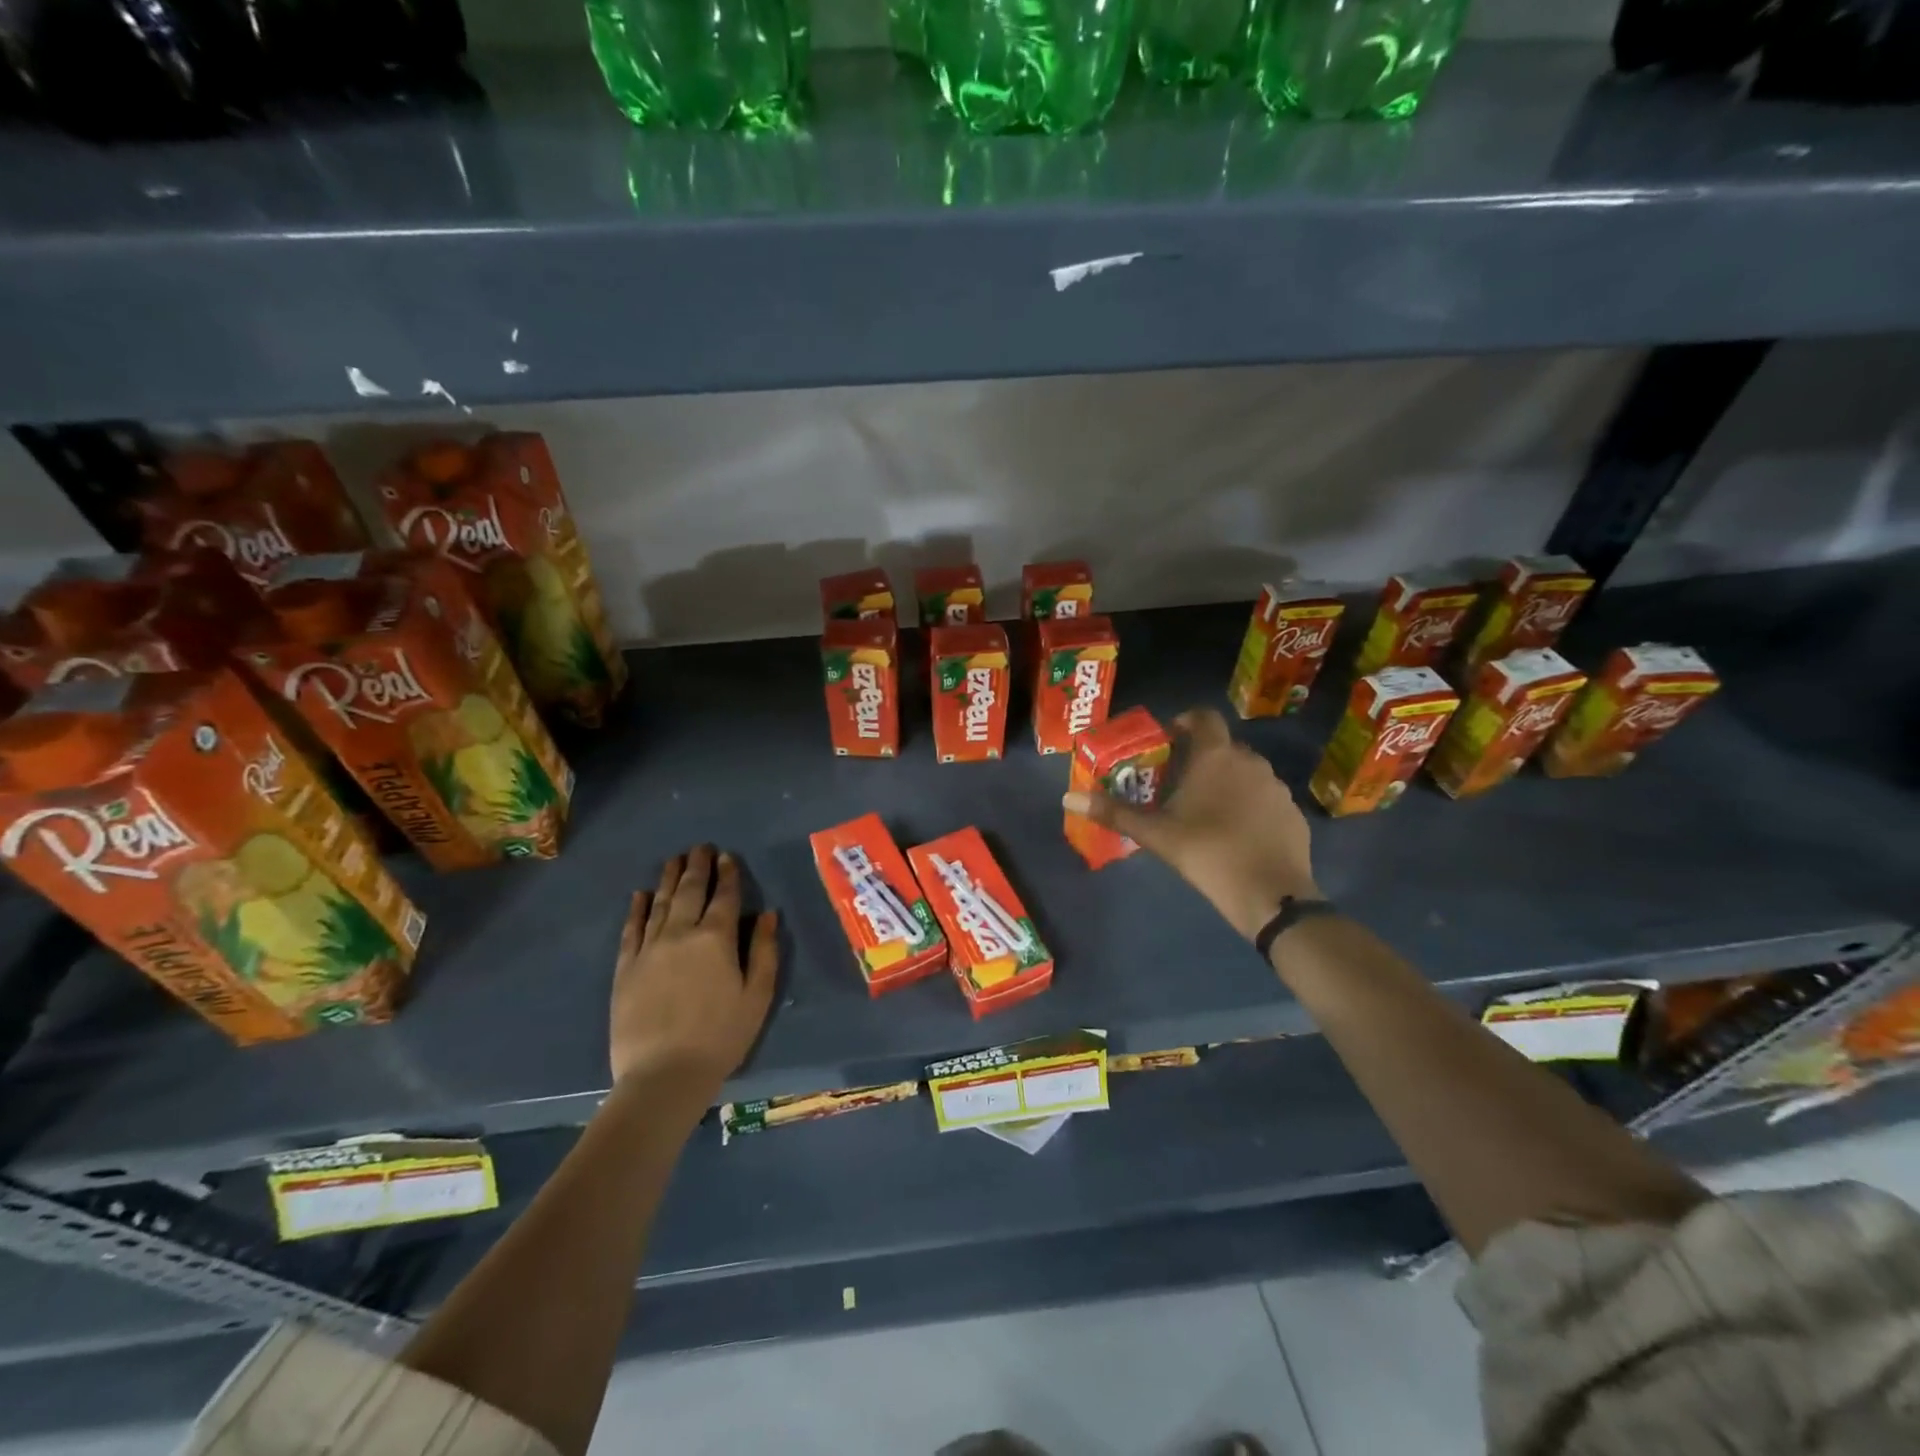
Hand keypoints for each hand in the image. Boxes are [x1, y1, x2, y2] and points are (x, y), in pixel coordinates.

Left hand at [610, 846, 778, 1102]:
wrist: (663, 1075)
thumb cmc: (721, 1036)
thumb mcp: (757, 996)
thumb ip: (764, 951)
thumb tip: (768, 914)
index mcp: (716, 939)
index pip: (724, 896)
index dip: (728, 874)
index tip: (727, 856)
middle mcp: (681, 934)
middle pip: (690, 891)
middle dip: (697, 866)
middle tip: (700, 847)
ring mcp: (649, 949)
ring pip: (661, 903)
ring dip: (669, 878)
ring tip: (674, 860)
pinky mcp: (626, 968)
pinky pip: (632, 929)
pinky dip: (637, 909)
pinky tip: (641, 895)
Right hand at [1062, 707, 1319, 940]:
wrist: (1270, 894)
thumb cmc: (1207, 853)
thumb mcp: (1155, 834)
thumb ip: (1114, 812)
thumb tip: (1068, 798)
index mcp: (1216, 756)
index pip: (1203, 717)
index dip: (1185, 721)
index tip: (1169, 739)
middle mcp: (1250, 761)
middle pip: (1223, 746)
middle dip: (1201, 757)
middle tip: (1178, 782)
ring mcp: (1276, 786)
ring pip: (1246, 771)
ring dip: (1227, 780)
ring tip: (1206, 809)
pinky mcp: (1293, 811)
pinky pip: (1265, 796)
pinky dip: (1250, 804)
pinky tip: (1237, 832)